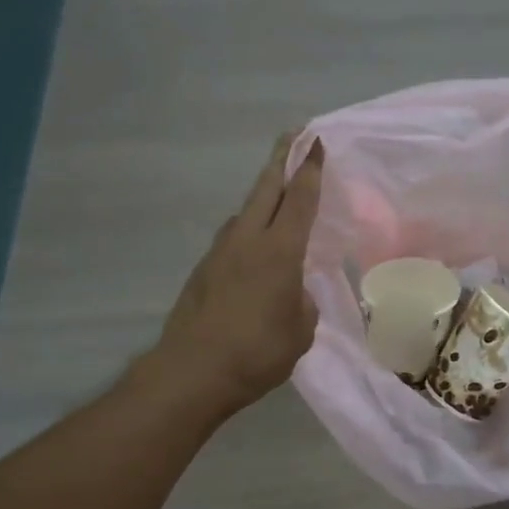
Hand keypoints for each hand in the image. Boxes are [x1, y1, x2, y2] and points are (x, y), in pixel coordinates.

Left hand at [153, 133, 324, 414]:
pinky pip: (233, 238)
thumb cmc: (258, 352)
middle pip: (266, 189)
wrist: (192, 372)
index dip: (310, 170)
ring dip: (262, 196)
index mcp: (280, 252)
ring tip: (276, 193)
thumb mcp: (300, 330)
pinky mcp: (203, 271)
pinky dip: (249, 229)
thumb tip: (292, 291)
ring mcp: (220, 253)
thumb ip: (302, 302)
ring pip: (245, 212)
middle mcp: (248, 241)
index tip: (316, 143)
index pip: (299, 200)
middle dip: (282, 160)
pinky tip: (254, 247)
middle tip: (294, 136)